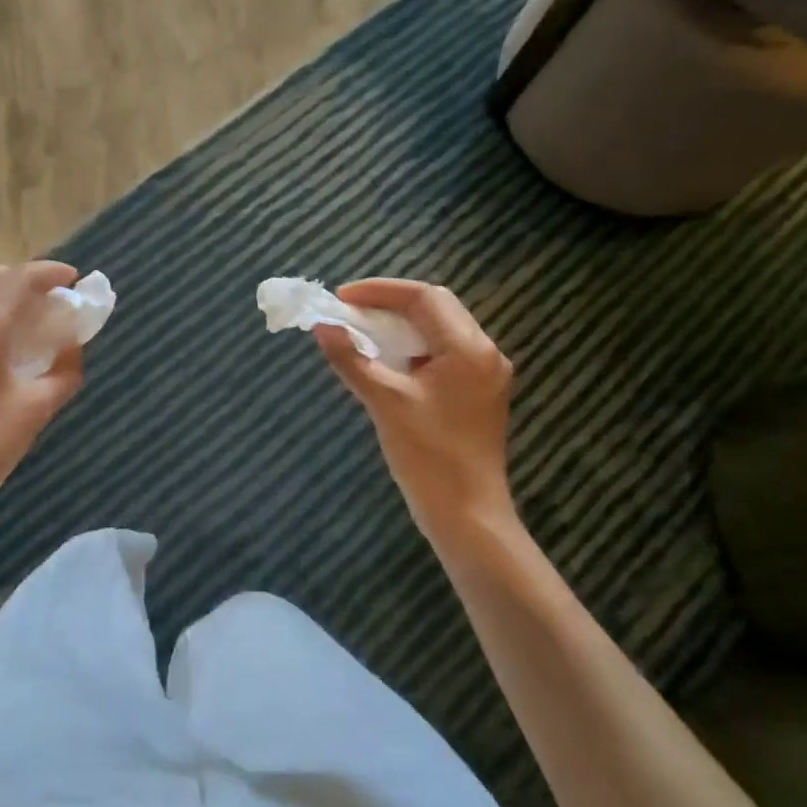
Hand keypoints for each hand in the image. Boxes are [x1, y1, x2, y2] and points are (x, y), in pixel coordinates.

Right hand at [315, 278, 521, 565]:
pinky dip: (412, 350)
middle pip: (436, 308)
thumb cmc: (428, 457)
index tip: (341, 297)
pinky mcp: (477, 395)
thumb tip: (321, 327)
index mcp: (468, 349)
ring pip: (439, 331)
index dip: (380, 291)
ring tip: (362, 333)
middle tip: (349, 312)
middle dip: (390, 305)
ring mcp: (484, 375)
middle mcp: (484, 354)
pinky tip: (386, 362)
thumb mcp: (384, 402)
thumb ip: (351, 359)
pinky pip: (443, 355)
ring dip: (400, 327)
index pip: (424, 297)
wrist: (468, 515)